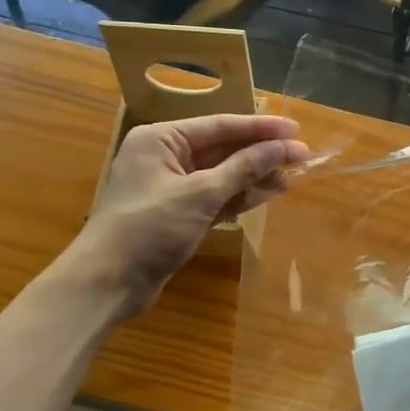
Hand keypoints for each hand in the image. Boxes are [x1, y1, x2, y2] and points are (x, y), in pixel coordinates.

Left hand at [65, 113, 310, 315]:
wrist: (106, 284)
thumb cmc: (149, 228)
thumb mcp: (200, 194)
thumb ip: (244, 167)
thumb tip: (285, 147)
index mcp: (161, 139)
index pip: (221, 125)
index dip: (261, 127)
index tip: (297, 129)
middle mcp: (166, 156)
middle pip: (224, 148)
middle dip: (262, 152)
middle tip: (303, 154)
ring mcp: (173, 186)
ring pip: (224, 173)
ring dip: (257, 174)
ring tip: (294, 174)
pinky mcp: (180, 213)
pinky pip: (218, 195)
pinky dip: (243, 194)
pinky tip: (272, 192)